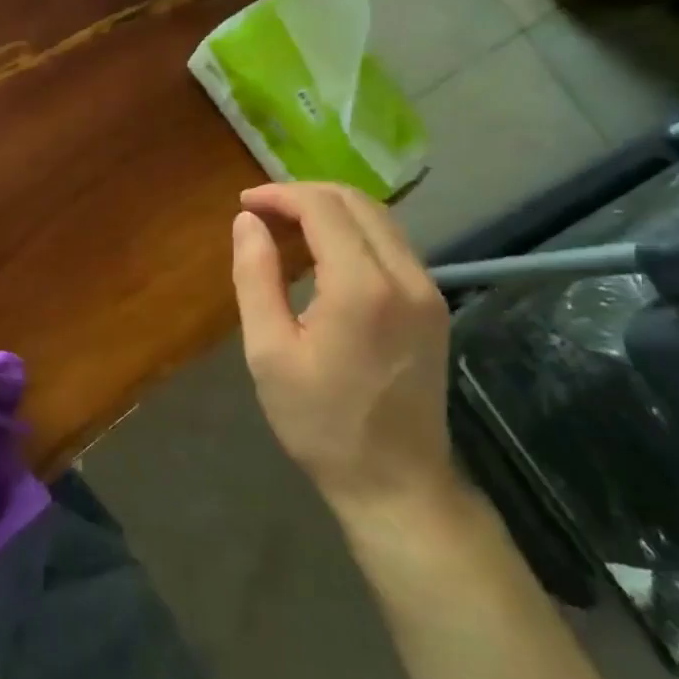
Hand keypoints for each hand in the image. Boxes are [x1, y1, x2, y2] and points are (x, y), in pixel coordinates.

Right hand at [230, 183, 456, 518]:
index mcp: (362, 287)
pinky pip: (392, 245)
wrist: (396, 483)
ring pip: (379, 219)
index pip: (323, 208)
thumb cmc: (321, 423)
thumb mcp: (269, 352)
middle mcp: (406, 276)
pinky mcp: (433, 305)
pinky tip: (323, 254)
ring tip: (286, 229)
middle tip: (261, 213)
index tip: (245, 203)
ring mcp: (428, 290)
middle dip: (304, 195)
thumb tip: (247, 222)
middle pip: (356, 202)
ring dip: (330, 210)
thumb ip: (255, 278)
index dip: (280, 195)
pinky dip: (353, 232)